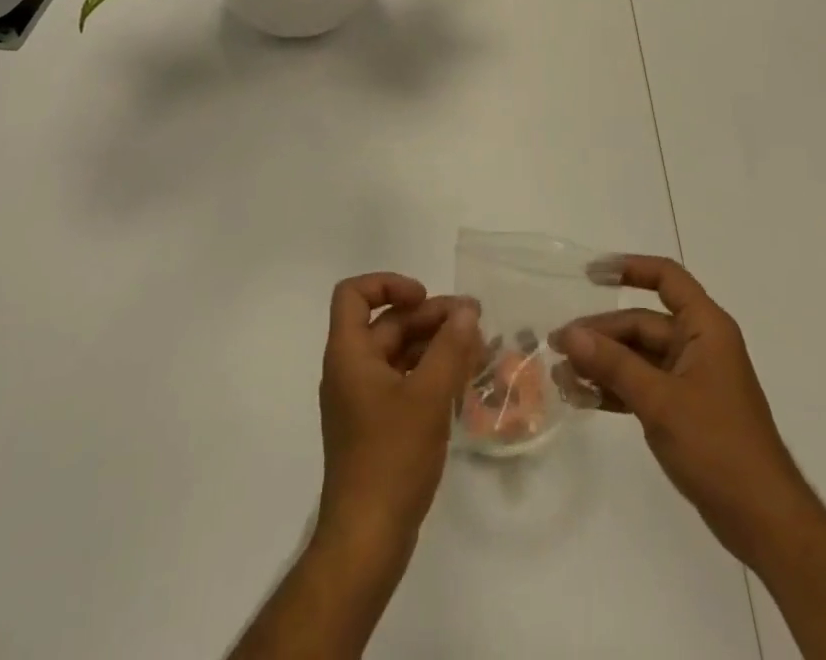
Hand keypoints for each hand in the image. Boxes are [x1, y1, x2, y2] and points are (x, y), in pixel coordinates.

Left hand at [316, 272, 483, 557]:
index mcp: (349, 354)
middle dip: (429, 317)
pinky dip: (430, 374)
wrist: (366, 541)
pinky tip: (463, 381)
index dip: (388, 284)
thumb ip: (449, 348)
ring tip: (477, 348)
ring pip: (398, 353)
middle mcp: (350, 369)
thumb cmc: (391, 459)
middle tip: (473, 320)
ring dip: (434, 345)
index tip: (425, 298)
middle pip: (386, 323)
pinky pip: (403, 382)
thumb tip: (466, 310)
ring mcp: (362, 400)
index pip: (354, 294)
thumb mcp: (427, 397)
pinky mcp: (376, 426)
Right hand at [554, 255, 802, 565]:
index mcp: (705, 328)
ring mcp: (691, 379)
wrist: (764, 522)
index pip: (666, 278)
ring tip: (561, 375)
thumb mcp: (660, 400)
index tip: (589, 275)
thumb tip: (570, 335)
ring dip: (602, 363)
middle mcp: (698, 345)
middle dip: (600, 333)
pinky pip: (642, 386)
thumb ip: (613, 364)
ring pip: (638, 356)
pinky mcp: (684, 410)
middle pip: (642, 322)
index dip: (629, 268)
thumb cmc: (718, 446)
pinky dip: (615, 389)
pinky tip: (582, 397)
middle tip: (557, 345)